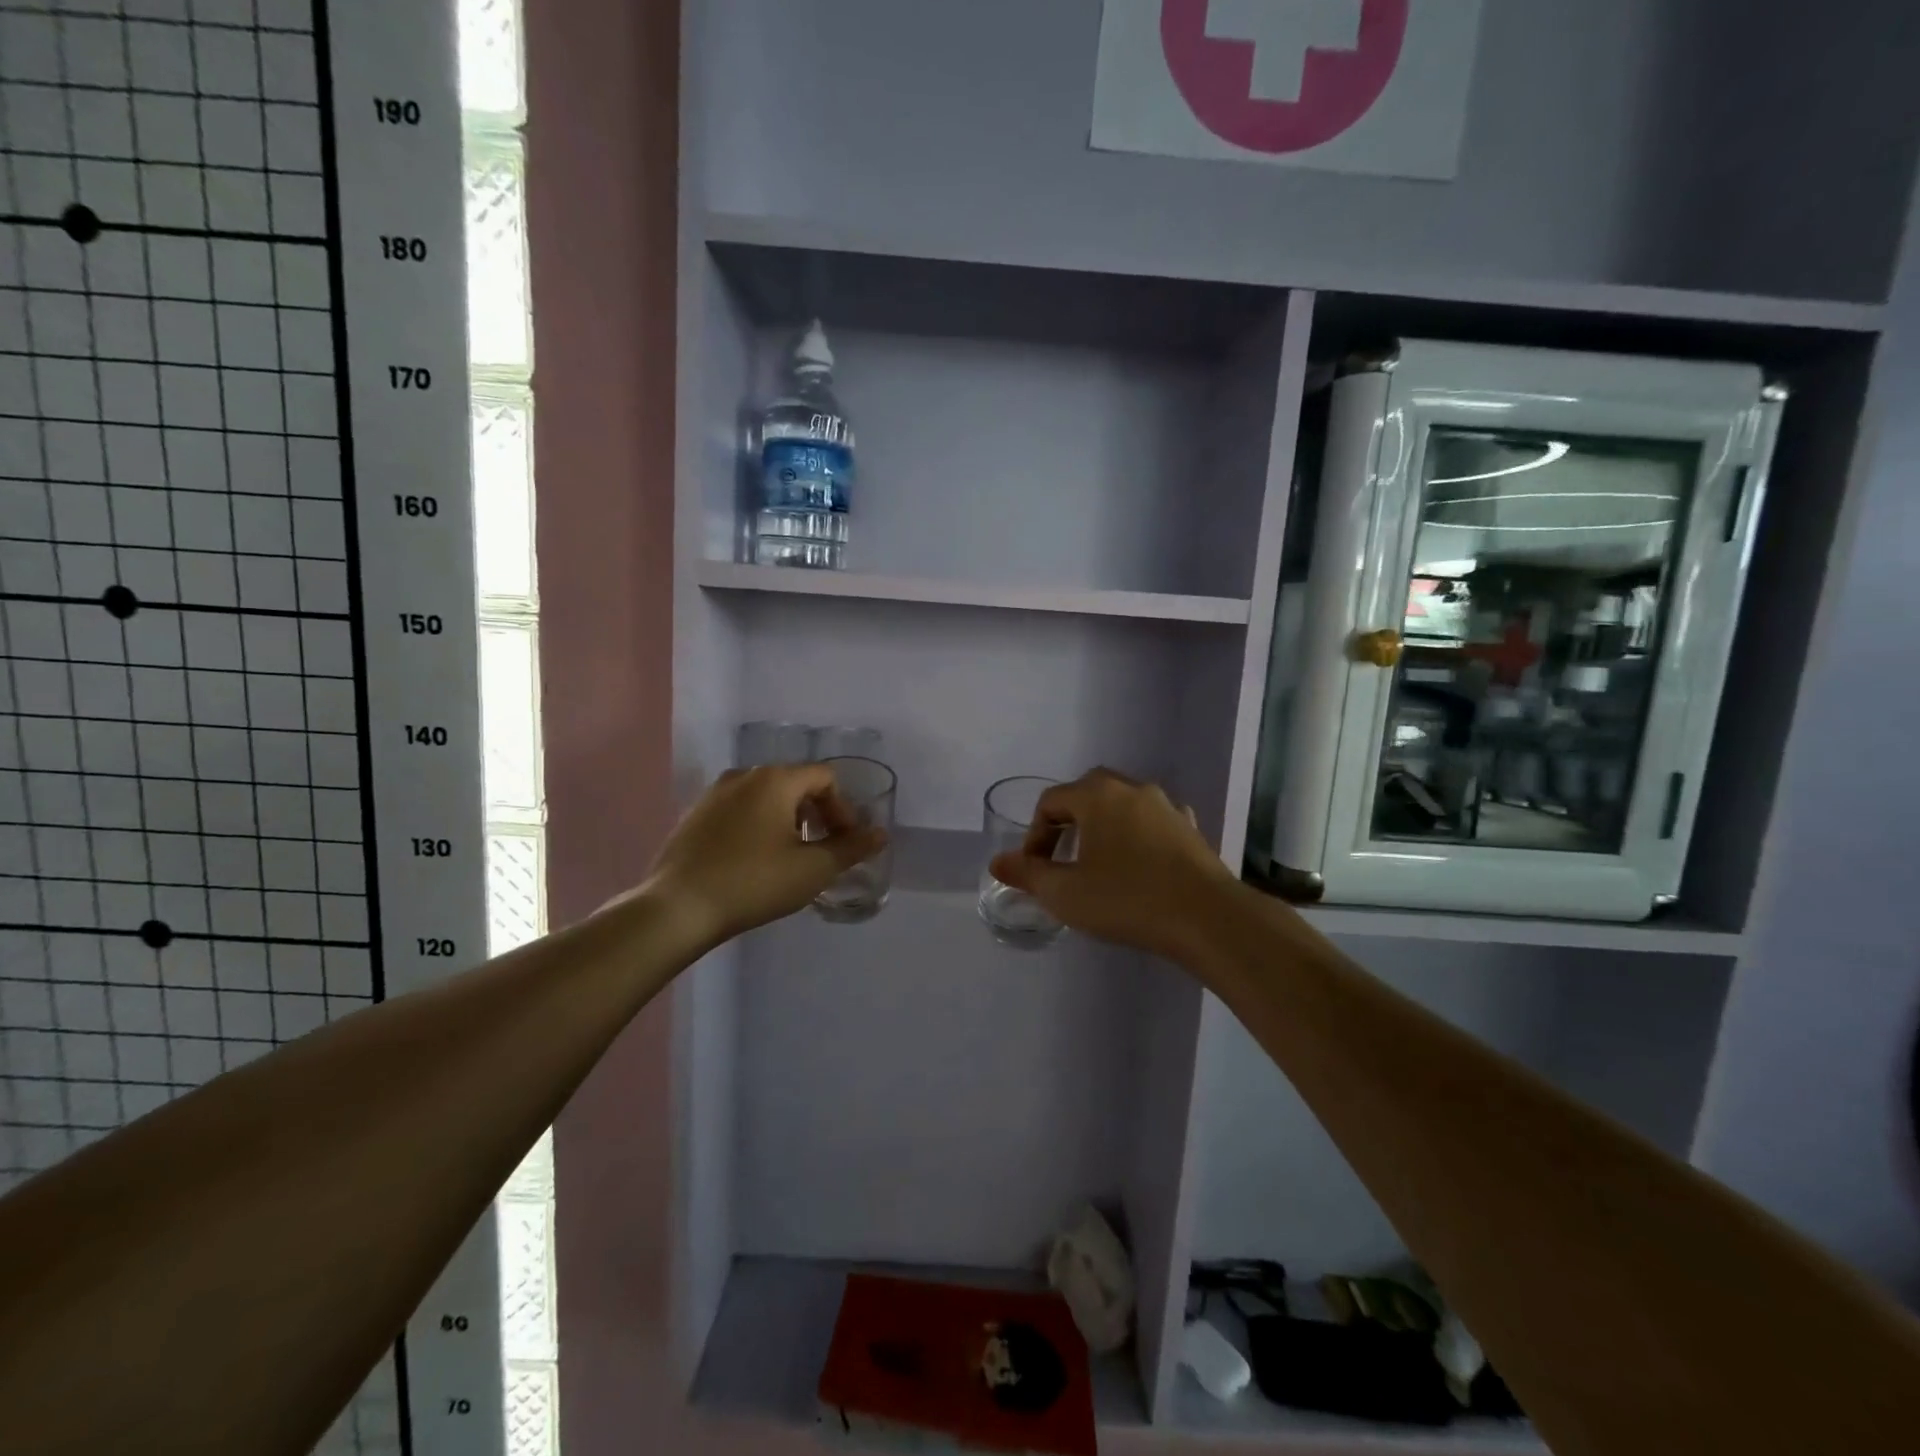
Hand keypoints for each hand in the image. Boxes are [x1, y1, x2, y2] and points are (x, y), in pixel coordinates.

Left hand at [644, 764, 887, 947]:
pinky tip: (754, 862)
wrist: (677, 908)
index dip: (843, 808)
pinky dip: (757, 827)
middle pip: (795, 783)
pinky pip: (739, 811)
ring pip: (765, 797)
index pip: (824, 777)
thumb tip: (880, 834)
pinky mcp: (694, 816)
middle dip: (817, 814)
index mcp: (775, 779)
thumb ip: (851, 848)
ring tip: (790, 858)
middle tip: (822, 850)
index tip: (845, 842)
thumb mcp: (812, 869)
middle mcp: (743, 775)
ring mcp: (713, 794)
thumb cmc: (753, 882)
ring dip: (787, 820)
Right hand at [988, 768, 1238, 961]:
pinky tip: (1138, 862)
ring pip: (1122, 805)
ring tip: (1098, 862)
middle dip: (1068, 821)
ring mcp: (1166, 806)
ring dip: (1103, 827)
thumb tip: (998, 862)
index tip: (1035, 869)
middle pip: (1087, 792)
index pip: (1051, 801)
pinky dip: (1136, 835)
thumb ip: (1028, 874)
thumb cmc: (1127, 899)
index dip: (1034, 834)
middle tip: (1061, 857)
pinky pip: (1152, 822)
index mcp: (1097, 795)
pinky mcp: (1190, 828)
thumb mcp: (1065, 893)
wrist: (1207, 917)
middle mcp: (1132, 789)